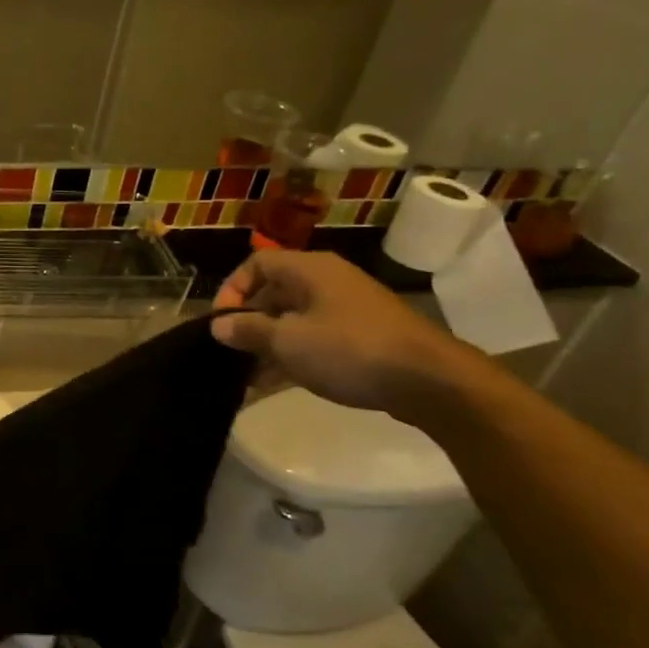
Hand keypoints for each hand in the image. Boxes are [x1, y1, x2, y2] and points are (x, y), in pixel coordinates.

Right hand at [211, 249, 478, 417]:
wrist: (430, 381)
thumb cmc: (350, 350)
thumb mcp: (288, 341)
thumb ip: (248, 330)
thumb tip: (218, 324)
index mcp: (309, 270)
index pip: (257, 263)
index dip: (232, 289)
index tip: (220, 321)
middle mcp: (327, 282)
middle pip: (274, 292)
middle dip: (248, 322)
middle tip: (231, 351)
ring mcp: (347, 310)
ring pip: (294, 320)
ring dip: (268, 344)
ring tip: (246, 375)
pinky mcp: (362, 338)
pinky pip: (315, 340)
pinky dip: (293, 356)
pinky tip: (274, 384)